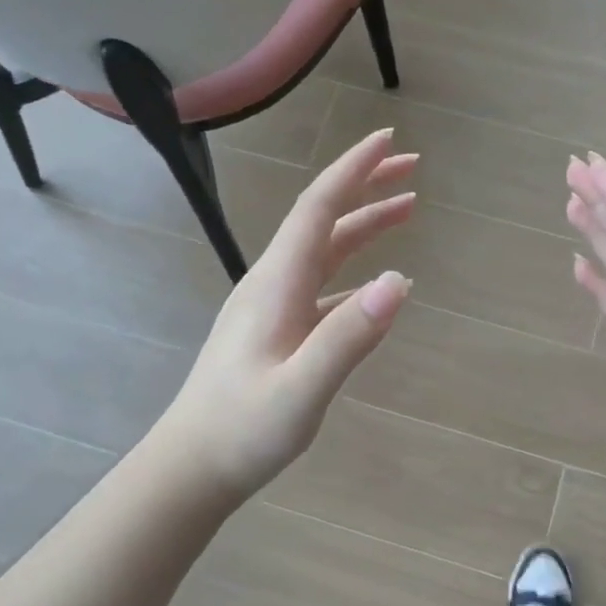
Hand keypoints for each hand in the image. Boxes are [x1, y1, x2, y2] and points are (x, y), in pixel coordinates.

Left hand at [154, 129, 415, 506]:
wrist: (192, 465)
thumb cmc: (243, 429)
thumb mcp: (301, 390)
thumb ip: (348, 337)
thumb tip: (399, 283)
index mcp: (277, 283)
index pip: (318, 207)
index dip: (354, 170)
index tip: (388, 140)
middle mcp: (274, 282)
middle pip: (323, 219)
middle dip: (367, 186)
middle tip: (413, 167)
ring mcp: (273, 306)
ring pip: (325, 251)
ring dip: (364, 225)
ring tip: (407, 211)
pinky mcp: (277, 330)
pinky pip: (323, 285)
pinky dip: (355, 272)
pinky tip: (377, 286)